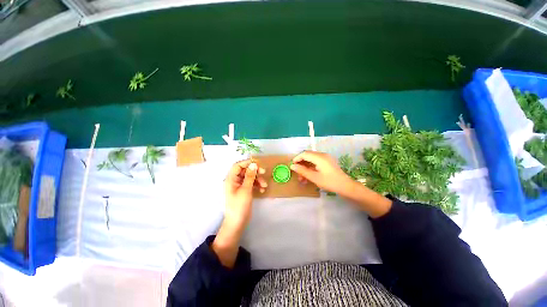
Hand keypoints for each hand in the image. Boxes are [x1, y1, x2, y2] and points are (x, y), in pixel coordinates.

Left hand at [213, 160, 266, 267]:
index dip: (247, 163)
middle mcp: (234, 181)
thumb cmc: (239, 206)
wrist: (237, 223)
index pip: (237, 166)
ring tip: (265, 185)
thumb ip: (250, 176)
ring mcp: (239, 186)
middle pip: (245, 171)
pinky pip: (251, 184)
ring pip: (249, 177)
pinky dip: (257, 185)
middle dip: (255, 172)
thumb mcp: (246, 190)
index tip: (258, 164)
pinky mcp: (244, 191)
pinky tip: (262, 190)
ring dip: (258, 179)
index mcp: (231, 179)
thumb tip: (253, 164)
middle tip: (264, 172)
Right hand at [290, 151, 352, 194]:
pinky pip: (316, 162)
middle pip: (308, 156)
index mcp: (319, 157)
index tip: (292, 166)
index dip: (297, 158)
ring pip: (311, 160)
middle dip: (301, 164)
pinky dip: (311, 168)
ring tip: (302, 178)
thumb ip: (302, 171)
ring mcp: (325, 158)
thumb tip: (292, 166)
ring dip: (305, 167)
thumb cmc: (330, 182)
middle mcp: (322, 155)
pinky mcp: (327, 162)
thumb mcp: (314, 177)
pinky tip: (308, 176)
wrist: (346, 186)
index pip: (304, 154)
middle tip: (297, 174)